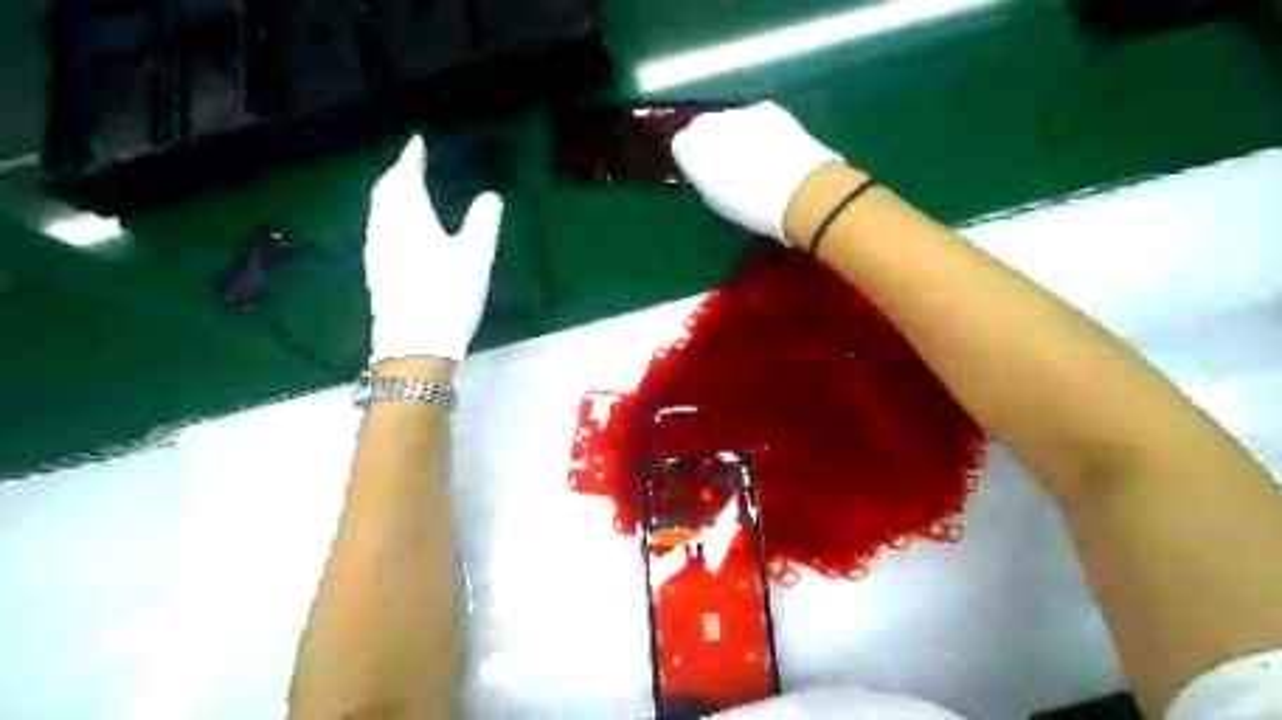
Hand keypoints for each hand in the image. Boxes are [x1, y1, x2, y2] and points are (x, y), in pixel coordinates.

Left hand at [364, 132, 503, 365]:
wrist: (415, 345)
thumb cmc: (447, 296)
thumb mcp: (475, 257)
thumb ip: (482, 222)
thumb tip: (489, 196)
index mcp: (409, 218)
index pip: (405, 178)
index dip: (411, 158)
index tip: (417, 142)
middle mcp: (385, 229)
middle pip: (385, 192)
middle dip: (397, 174)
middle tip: (411, 163)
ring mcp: (377, 252)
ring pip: (379, 211)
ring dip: (390, 194)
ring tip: (405, 190)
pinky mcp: (377, 272)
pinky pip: (379, 229)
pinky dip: (389, 216)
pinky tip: (399, 228)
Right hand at [671, 98, 843, 245]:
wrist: (798, 192)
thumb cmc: (750, 206)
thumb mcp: (715, 198)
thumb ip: (704, 175)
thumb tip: (708, 166)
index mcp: (691, 147)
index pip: (681, 145)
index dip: (693, 159)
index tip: (704, 175)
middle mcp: (710, 122)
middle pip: (704, 126)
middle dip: (712, 142)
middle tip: (728, 166)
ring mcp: (741, 111)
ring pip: (730, 121)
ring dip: (736, 135)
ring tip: (754, 160)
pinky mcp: (769, 109)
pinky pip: (755, 119)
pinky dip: (758, 130)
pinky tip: (773, 150)